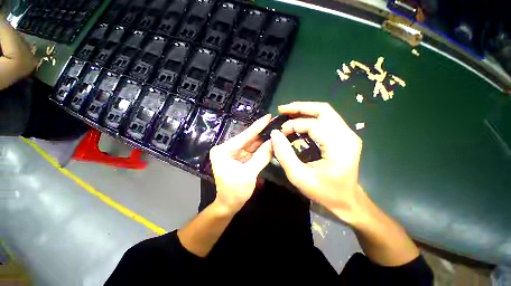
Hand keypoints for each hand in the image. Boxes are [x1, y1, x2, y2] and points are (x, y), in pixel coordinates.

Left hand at [209, 114, 272, 212]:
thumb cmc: (235, 192)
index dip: (257, 126)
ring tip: (275, 132)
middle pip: (248, 139)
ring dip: (263, 140)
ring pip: (251, 145)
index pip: (244, 136)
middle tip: (275, 124)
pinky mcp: (238, 158)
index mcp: (224, 150)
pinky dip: (260, 149)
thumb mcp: (249, 173)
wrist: (228, 205)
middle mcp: (227, 149)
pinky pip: (251, 151)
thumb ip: (262, 156)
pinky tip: (270, 143)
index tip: (268, 116)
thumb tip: (274, 142)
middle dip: (262, 133)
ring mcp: (233, 153)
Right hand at [270, 102, 363, 222]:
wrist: (347, 200)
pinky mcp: (345, 136)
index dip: (293, 125)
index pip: (314, 125)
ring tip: (288, 112)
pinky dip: (311, 117)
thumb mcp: (299, 176)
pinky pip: (327, 119)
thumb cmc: (323, 191)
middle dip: (300, 107)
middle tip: (282, 109)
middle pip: (323, 110)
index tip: (280, 133)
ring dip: (305, 110)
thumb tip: (274, 134)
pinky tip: (299, 120)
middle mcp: (347, 135)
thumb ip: (285, 154)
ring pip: (326, 112)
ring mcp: (348, 134)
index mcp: (339, 146)